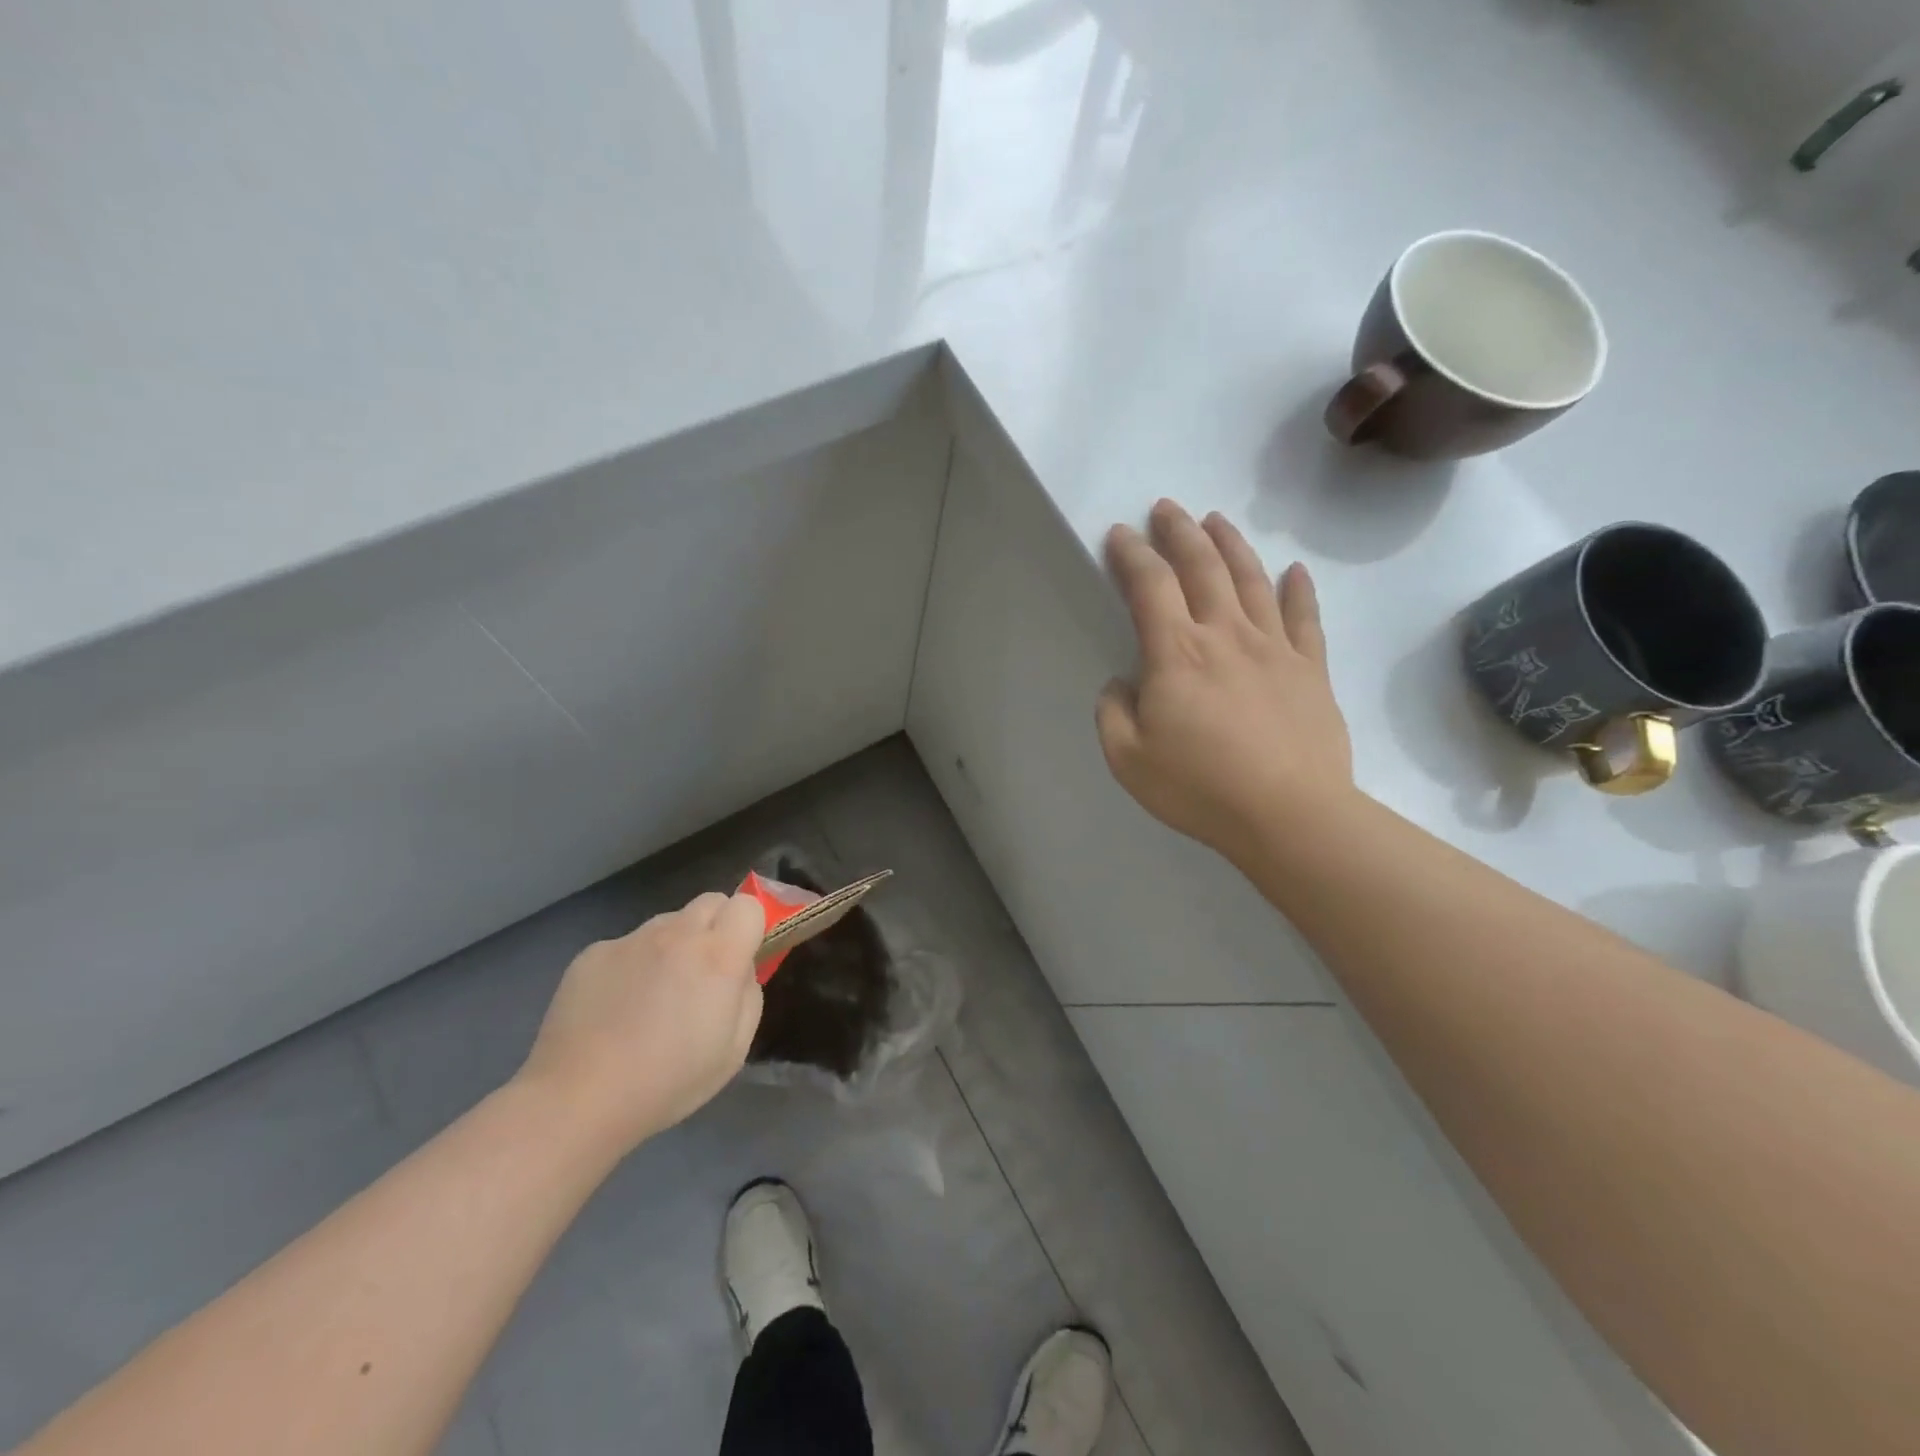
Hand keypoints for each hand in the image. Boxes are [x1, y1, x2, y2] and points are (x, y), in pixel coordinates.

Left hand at [516, 891, 765, 1154]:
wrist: (577, 1100)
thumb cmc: (667, 1083)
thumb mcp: (734, 1051)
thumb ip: (749, 995)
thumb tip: (740, 969)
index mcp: (718, 956)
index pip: (748, 905)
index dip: (750, 926)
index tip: (742, 956)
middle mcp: (677, 934)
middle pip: (710, 901)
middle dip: (716, 926)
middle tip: (704, 972)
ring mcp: (631, 940)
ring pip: (667, 922)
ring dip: (673, 944)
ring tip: (654, 994)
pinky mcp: (593, 952)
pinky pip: (627, 945)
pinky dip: (632, 964)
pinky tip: (616, 1006)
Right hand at [1096, 500, 1355, 863]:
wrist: (1289, 814)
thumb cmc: (1200, 788)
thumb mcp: (1127, 759)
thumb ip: (1113, 713)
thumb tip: (1121, 683)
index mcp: (1176, 653)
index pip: (1149, 585)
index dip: (1131, 554)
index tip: (1120, 534)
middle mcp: (1225, 634)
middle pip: (1202, 567)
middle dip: (1179, 532)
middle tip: (1167, 508)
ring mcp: (1274, 647)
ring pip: (1251, 580)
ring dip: (1230, 545)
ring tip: (1215, 521)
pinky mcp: (1310, 669)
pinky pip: (1305, 618)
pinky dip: (1298, 590)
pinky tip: (1294, 571)